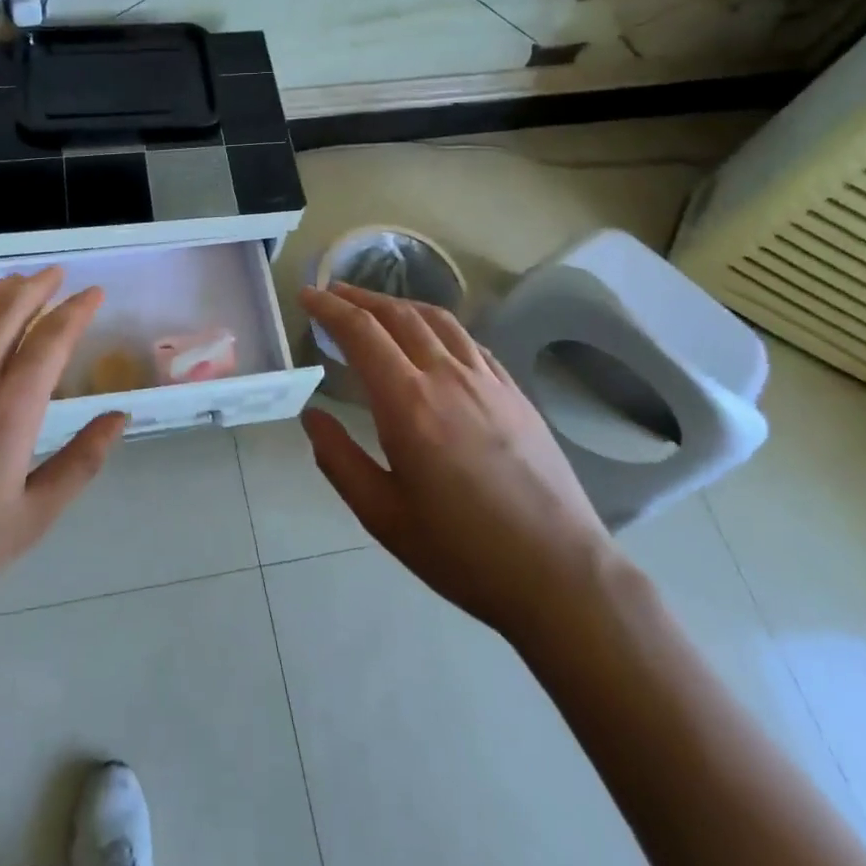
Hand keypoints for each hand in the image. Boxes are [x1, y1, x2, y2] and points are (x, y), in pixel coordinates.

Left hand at [0, 268, 126, 630]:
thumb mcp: (32, 518)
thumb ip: (81, 461)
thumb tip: (119, 416)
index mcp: (9, 411)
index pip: (51, 339)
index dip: (77, 310)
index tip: (94, 293)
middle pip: (8, 310)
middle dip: (39, 286)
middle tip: (58, 275)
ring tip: (17, 282)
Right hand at [300, 282, 618, 642]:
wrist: (559, 573)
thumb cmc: (461, 551)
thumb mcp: (382, 515)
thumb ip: (339, 459)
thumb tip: (311, 415)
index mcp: (408, 403)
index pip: (361, 333)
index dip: (329, 308)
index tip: (306, 296)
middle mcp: (447, 377)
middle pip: (398, 315)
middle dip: (359, 297)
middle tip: (332, 292)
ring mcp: (488, 381)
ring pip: (437, 320)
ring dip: (399, 304)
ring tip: (376, 305)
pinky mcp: (515, 394)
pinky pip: (470, 342)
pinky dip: (438, 326)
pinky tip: (433, 339)